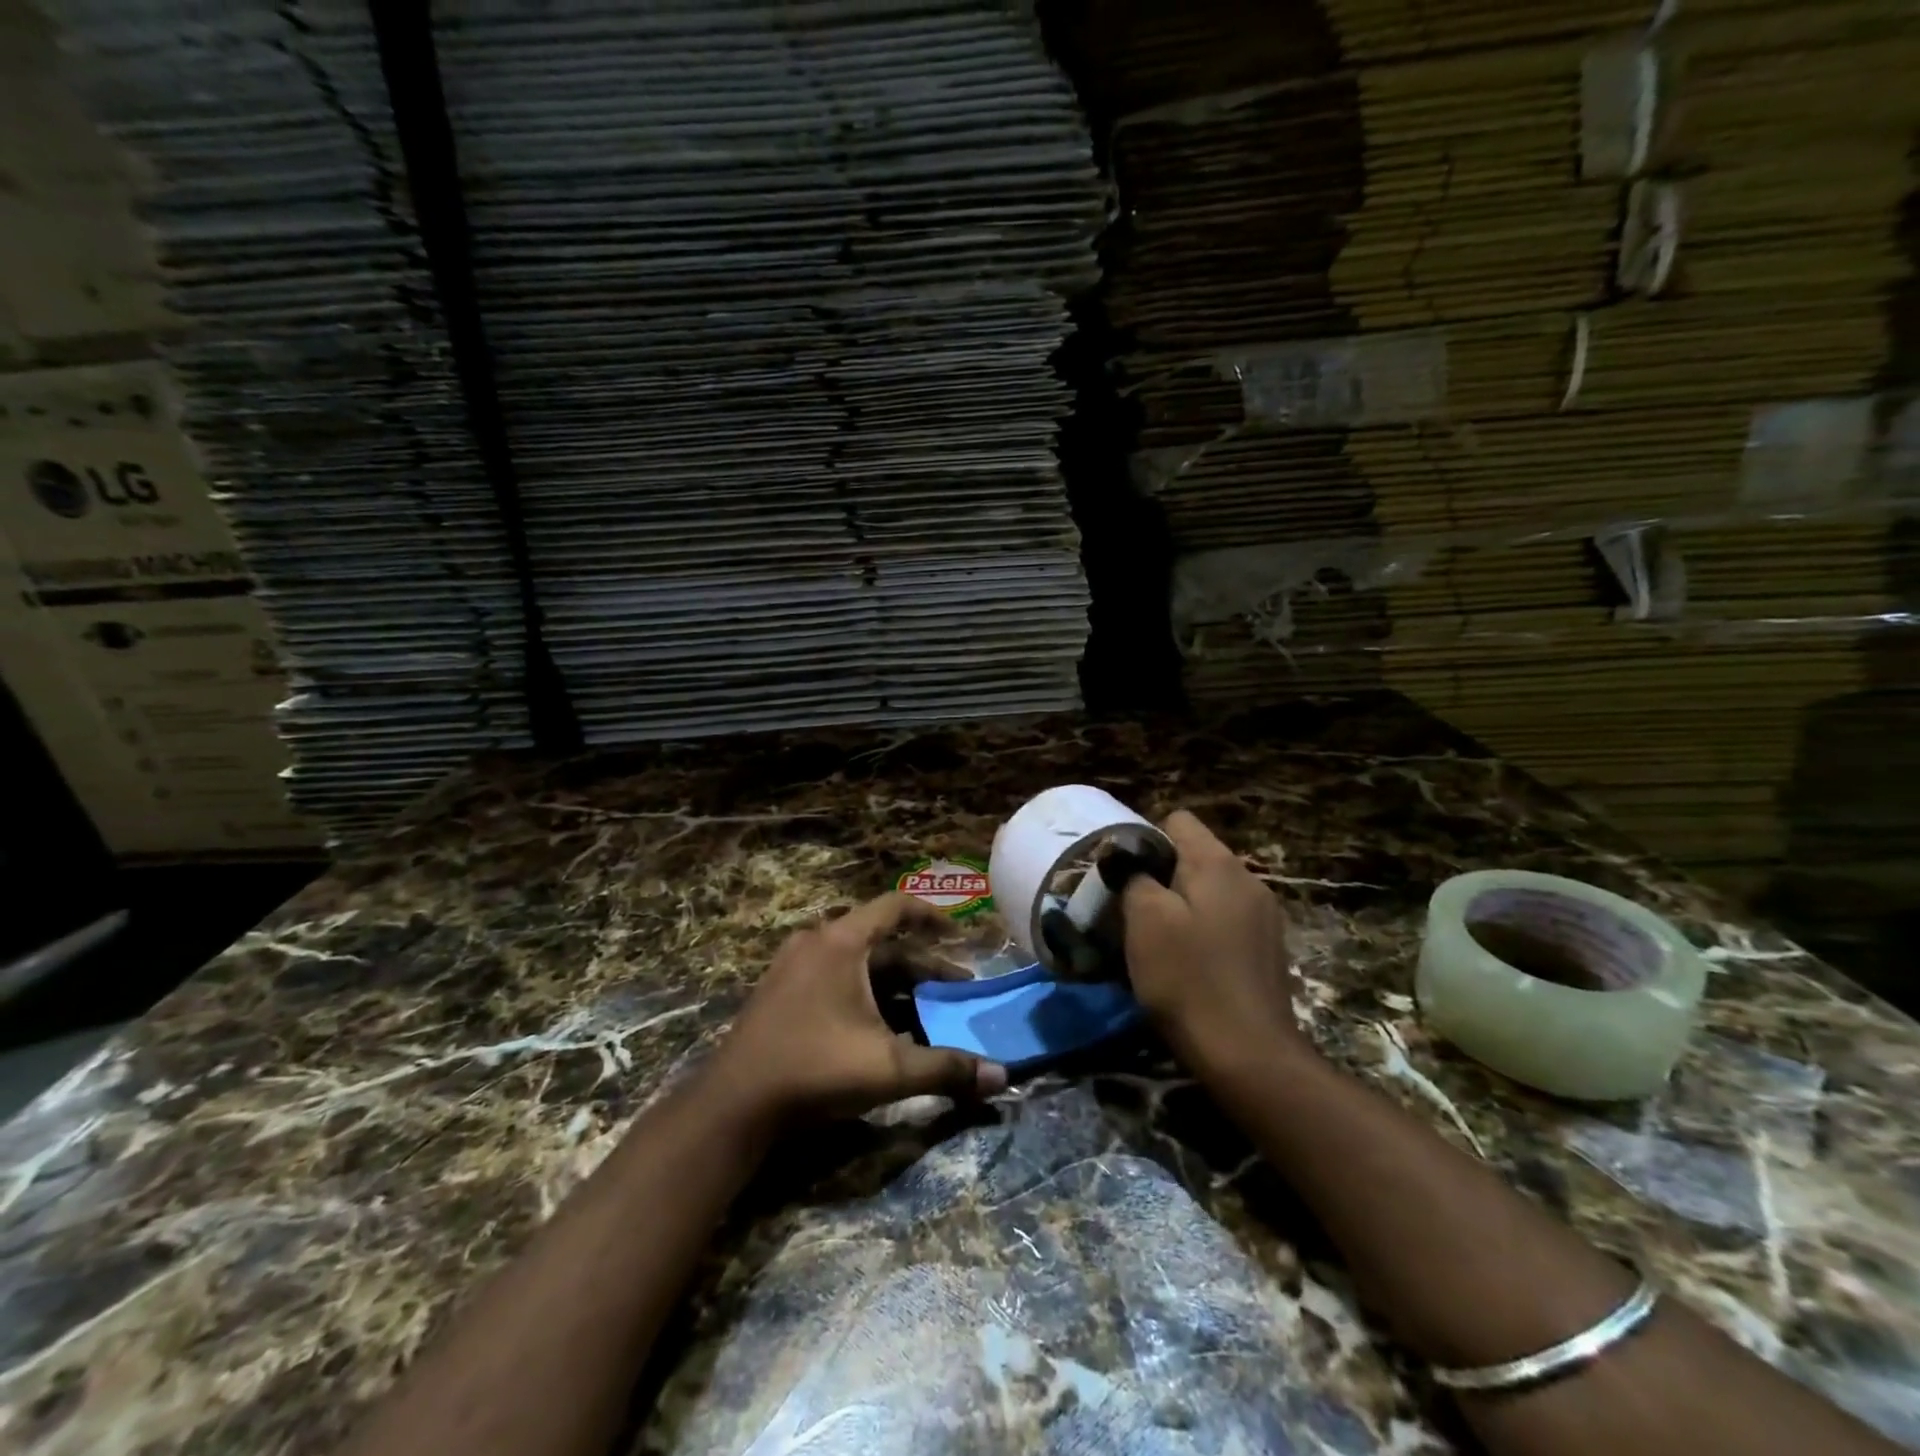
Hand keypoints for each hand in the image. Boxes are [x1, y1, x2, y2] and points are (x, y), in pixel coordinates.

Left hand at [712, 892, 1008, 1123]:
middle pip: (881, 942)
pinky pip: (836, 978)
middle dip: (923, 965)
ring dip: (895, 983)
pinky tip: (884, 1028)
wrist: (734, 1104)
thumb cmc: (816, 1069)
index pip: (896, 906)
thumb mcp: (889, 1068)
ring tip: (927, 1011)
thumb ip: (947, 1069)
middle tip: (956, 988)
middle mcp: (817, 942)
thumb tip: (1004, 1077)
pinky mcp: (781, 991)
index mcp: (842, 942)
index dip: (933, 915)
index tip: (961, 933)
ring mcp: (794, 966)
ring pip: (859, 964)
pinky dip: (867, 994)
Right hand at [1120, 810, 1309, 1072]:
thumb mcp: (1145, 920)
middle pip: (1193, 856)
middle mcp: (1248, 878)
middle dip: (1159, 876)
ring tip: (1155, 939)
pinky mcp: (1267, 948)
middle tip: (1131, 910)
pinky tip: (1188, 963)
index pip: (1176, 820)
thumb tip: (1127, 856)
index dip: (1144, 839)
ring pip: (1208, 890)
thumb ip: (1134, 875)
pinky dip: (1201, 930)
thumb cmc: (1189, 979)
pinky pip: (1224, 920)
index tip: (1123, 875)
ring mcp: (1264, 915)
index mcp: (1219, 863)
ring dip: (1179, 906)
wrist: (1249, 1055)